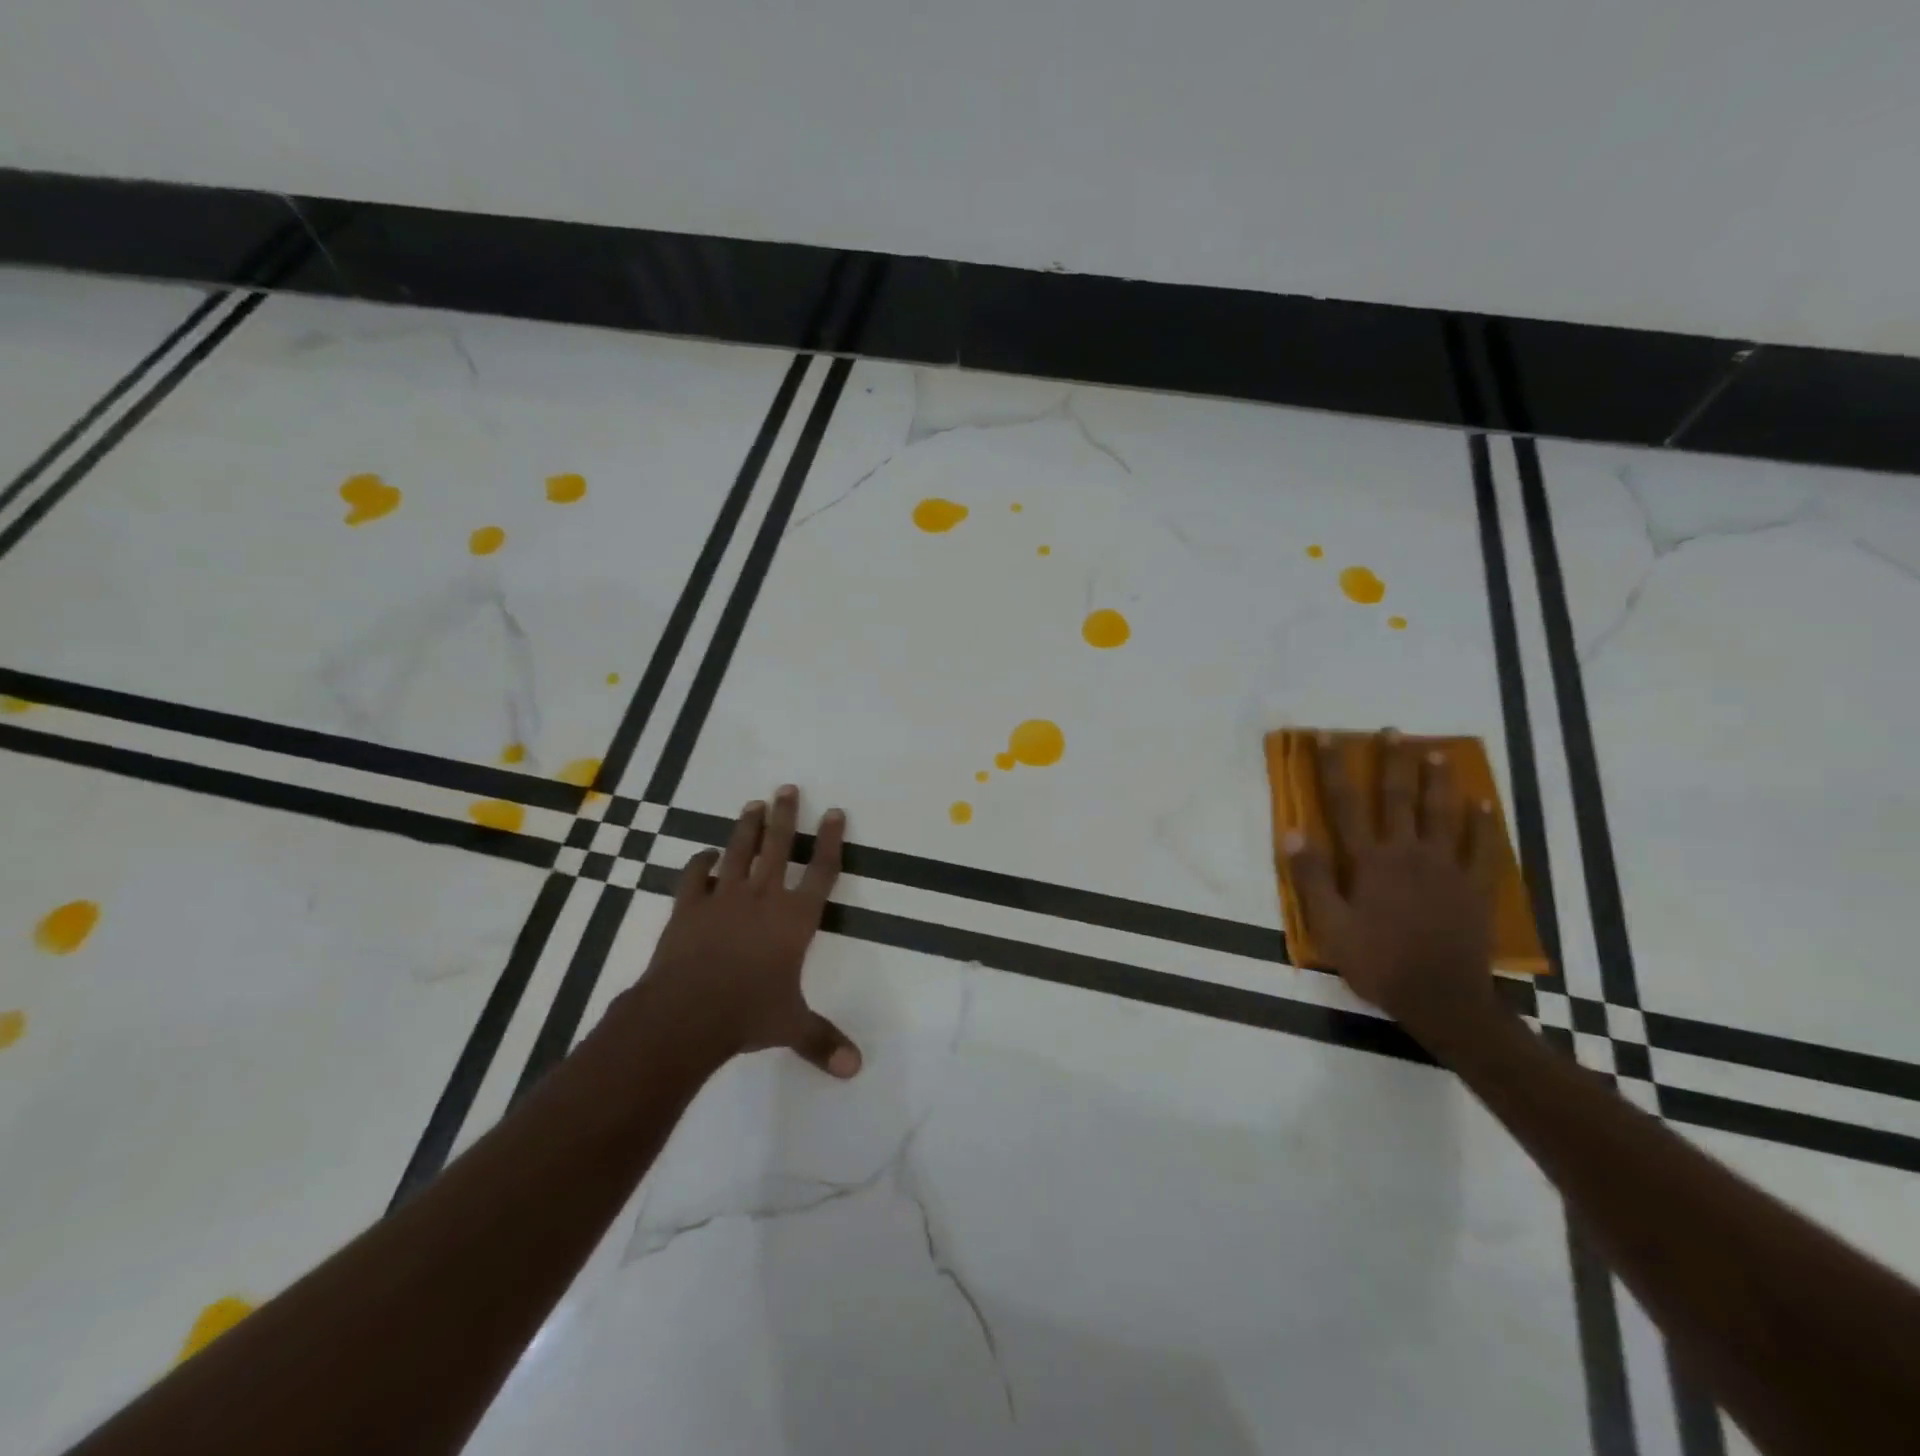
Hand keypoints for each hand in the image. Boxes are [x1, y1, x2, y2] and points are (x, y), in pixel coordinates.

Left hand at [631, 785, 860, 1077]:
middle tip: (788, 788)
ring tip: (754, 804)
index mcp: (795, 919)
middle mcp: (763, 898)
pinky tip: (703, 855)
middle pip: (779, 847)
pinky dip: (699, 864)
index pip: (821, 871)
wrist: (686, 1012)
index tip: (834, 812)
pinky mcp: (688, 908)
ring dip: (747, 828)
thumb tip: (856, 1070)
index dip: (830, 840)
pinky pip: (694, 877)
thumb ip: (822, 1041)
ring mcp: (723, 899)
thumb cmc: (747, 1014)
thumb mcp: (791, 1026)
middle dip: (786, 816)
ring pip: (739, 852)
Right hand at [1284, 730, 1500, 1041]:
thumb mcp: (1329, 925)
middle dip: (1393, 762)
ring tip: (1437, 752)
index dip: (1334, 768)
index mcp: (1369, 861)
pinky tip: (1484, 802)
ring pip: (1442, 814)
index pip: (1345, 804)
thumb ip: (1311, 877)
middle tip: (1393, 732)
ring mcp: (1446, 868)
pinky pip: (1483, 848)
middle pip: (1398, 798)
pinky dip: (1484, 823)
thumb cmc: (1377, 962)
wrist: (1441, 998)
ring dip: (1438, 781)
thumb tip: (1292, 831)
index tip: (1328, 737)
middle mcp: (1407, 853)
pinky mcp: (1475, 888)